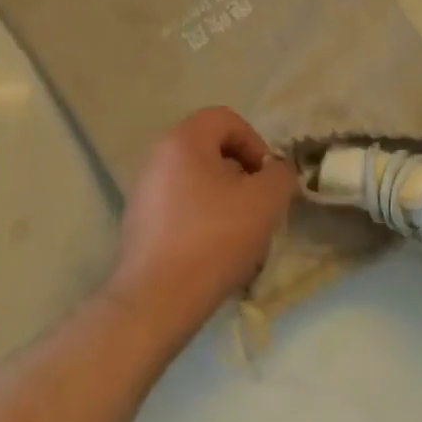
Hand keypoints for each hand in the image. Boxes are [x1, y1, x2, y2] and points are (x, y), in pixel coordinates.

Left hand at [107, 107, 298, 341]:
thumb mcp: (266, 200)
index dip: (255, 143)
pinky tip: (216, 253)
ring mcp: (144, 192)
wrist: (156, 301)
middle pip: (212, 151)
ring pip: (198, 182)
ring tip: (242, 234)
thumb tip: (276, 172)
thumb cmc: (214, 239)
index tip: (267, 178)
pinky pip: (182, 208)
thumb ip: (281, 174)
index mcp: (183, 141)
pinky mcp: (140, 225)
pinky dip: (204, 221)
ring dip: (226, 200)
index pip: (226, 119)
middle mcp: (158, 158)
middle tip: (259, 205)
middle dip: (242, 175)